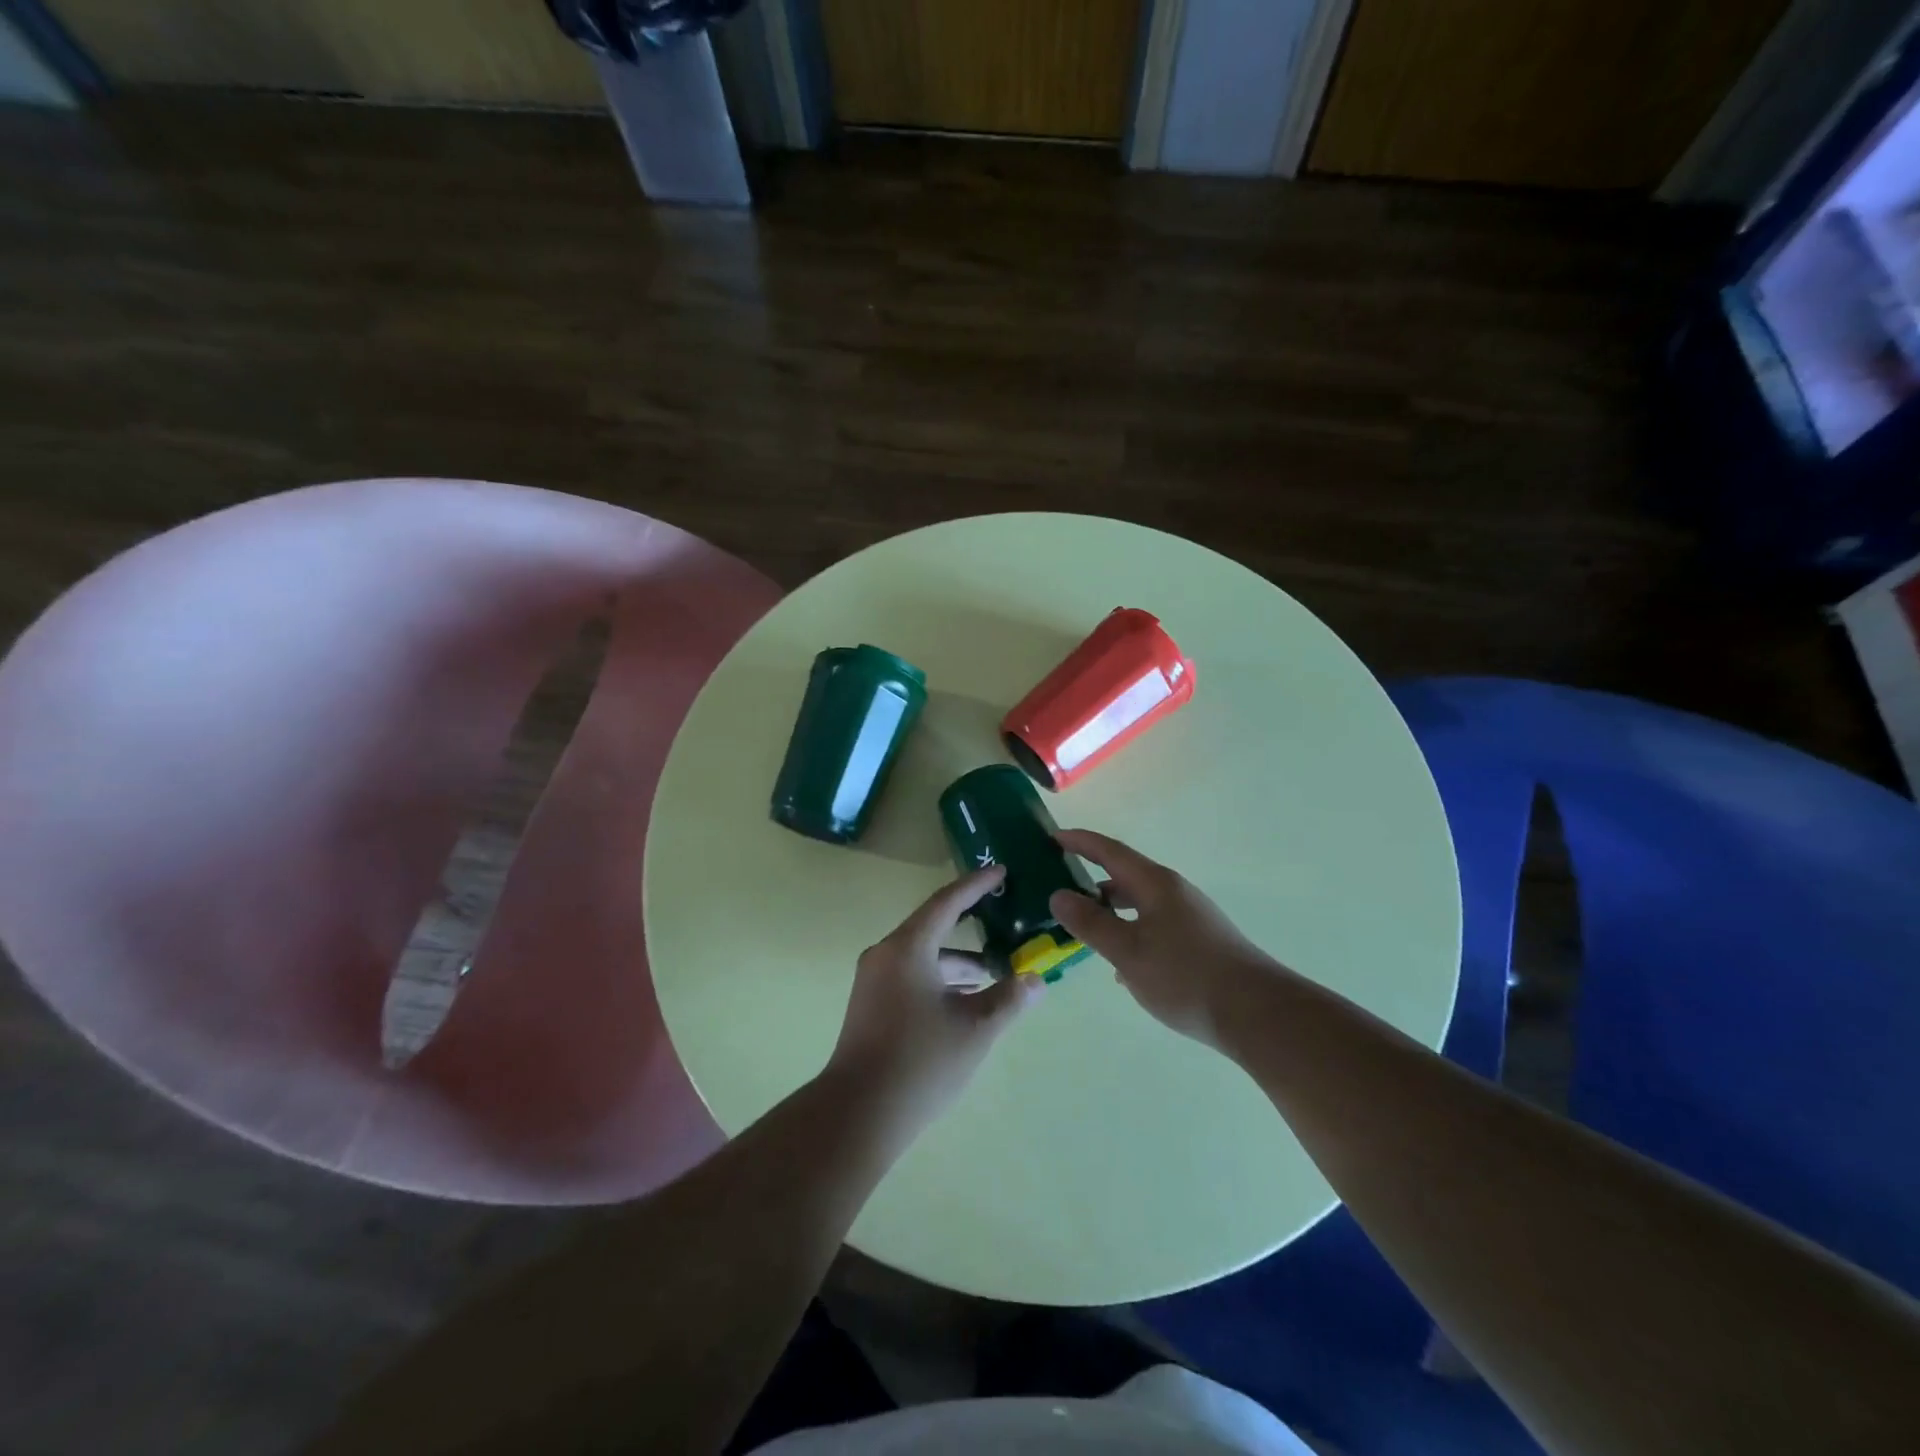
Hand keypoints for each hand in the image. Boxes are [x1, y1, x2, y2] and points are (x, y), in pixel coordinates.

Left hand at [828, 864, 1041, 1136]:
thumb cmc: (921, 1061)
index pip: (947, 902)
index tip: (1001, 871)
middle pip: (934, 927)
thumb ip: (1009, 998)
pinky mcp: (871, 1004)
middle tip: (1005, 918)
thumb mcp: (975, 1029)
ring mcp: (874, 980)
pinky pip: (912, 975)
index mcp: (908, 948)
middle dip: (971, 925)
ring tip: (997, 974)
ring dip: (959, 962)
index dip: (976, 885)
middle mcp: (886, 954)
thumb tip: (1036, 981)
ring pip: (924, 956)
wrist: (858, 1113)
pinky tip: (966, 1001)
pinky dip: (941, 979)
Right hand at [1050, 828, 1282, 1049]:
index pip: (1109, 851)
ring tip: (1084, 930)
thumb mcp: (1127, 951)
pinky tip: (1121, 968)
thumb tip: (1058, 895)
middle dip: (1090, 879)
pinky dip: (1130, 933)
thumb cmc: (1185, 976)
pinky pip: (1153, 926)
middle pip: (1124, 876)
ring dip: (1110, 911)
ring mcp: (1189, 917)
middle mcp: (1173, 892)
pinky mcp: (1199, 942)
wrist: (1256, 1014)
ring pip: (1139, 904)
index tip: (1052, 838)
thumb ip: (1090, 923)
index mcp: (1154, 884)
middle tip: (1058, 889)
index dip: (1079, 842)